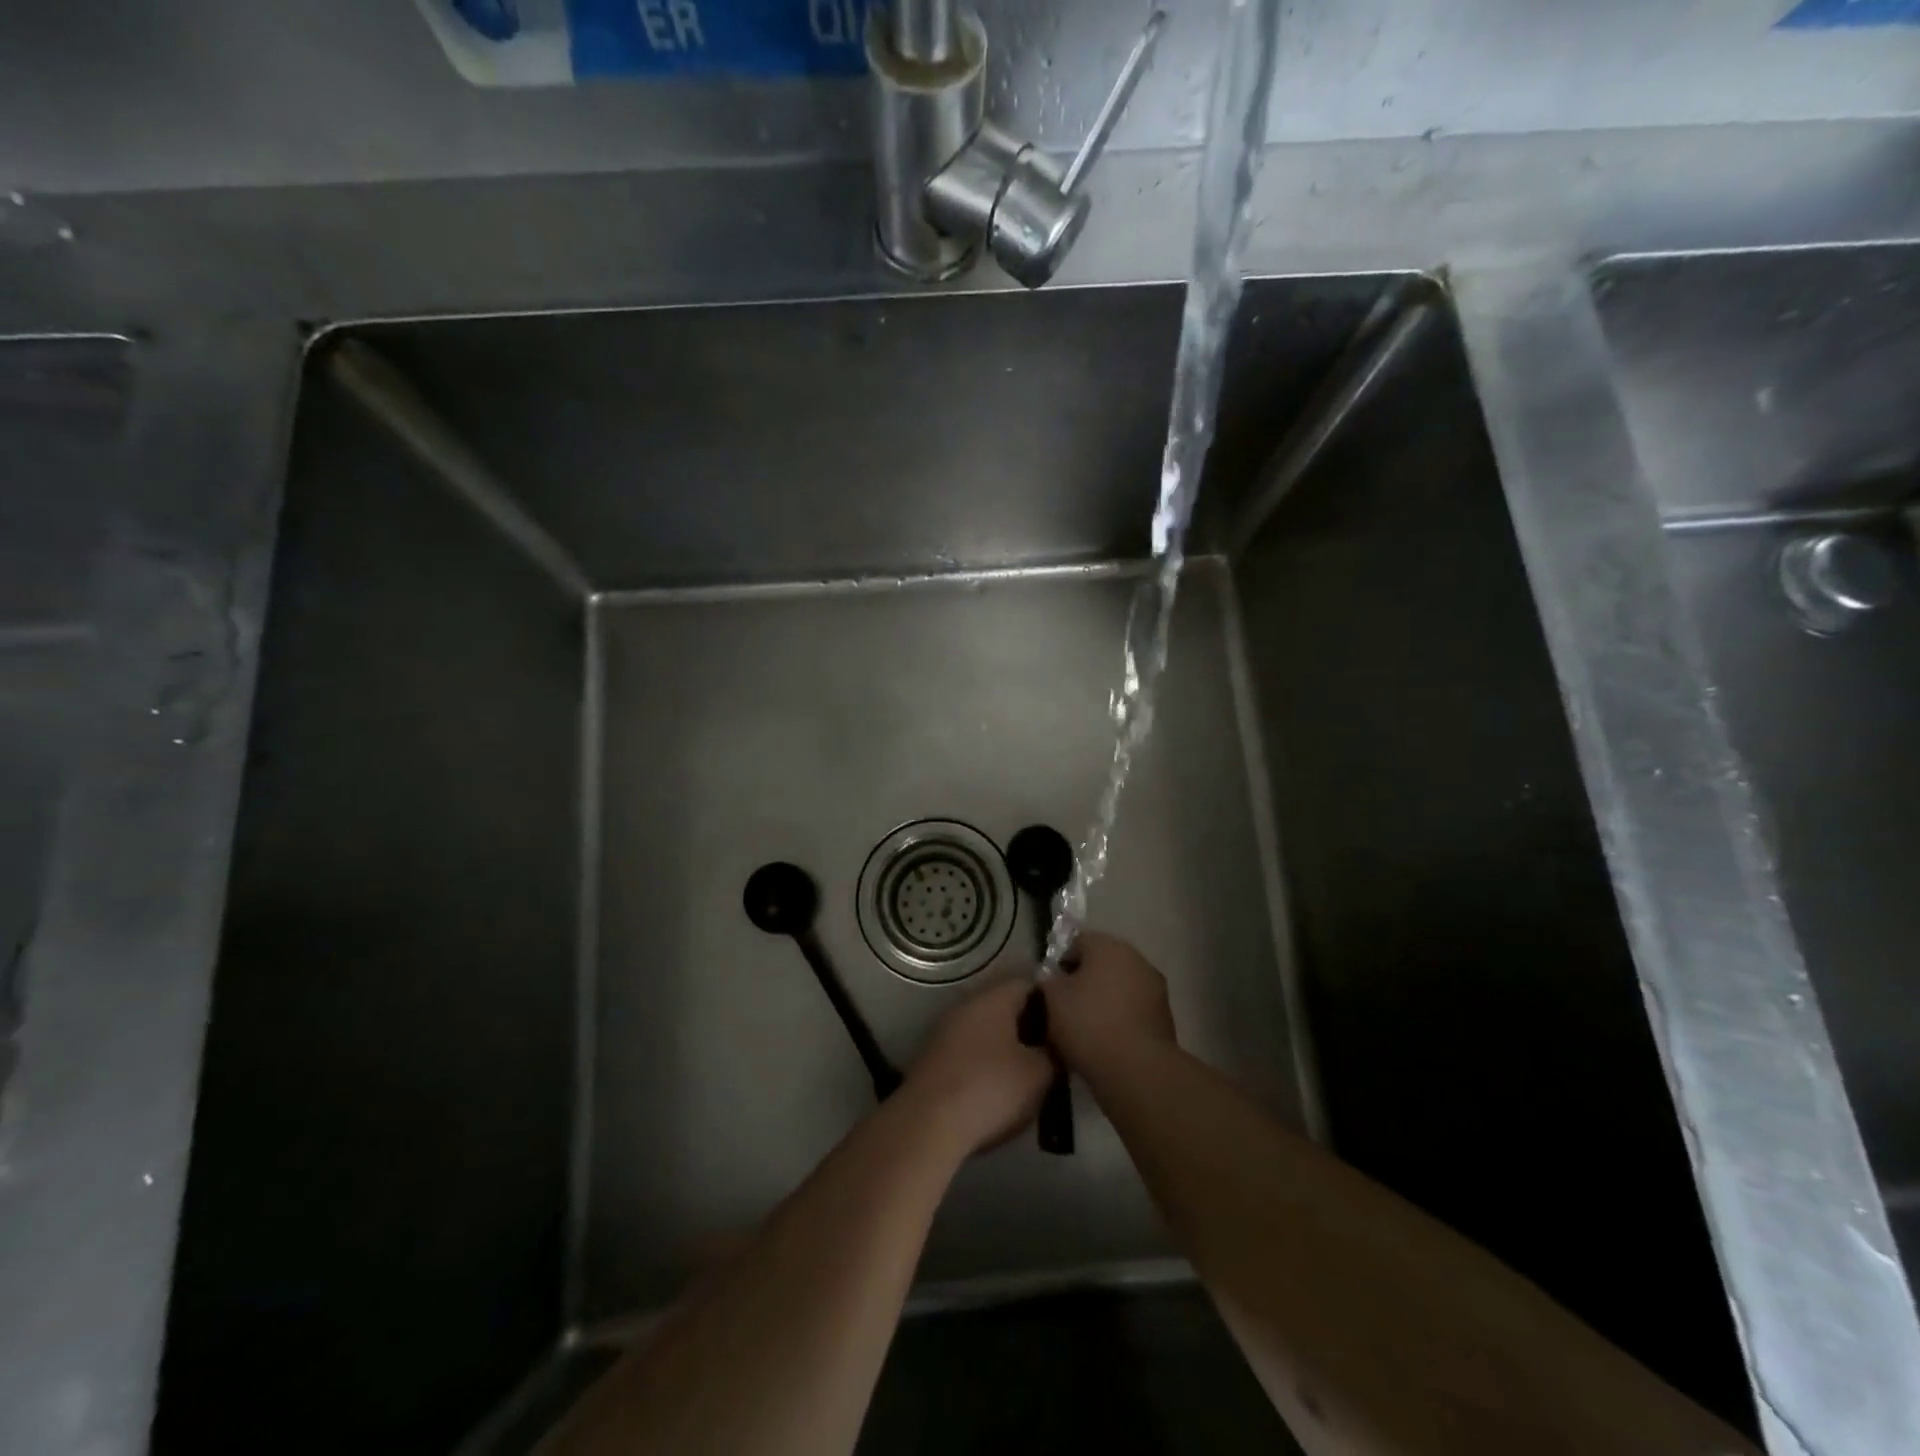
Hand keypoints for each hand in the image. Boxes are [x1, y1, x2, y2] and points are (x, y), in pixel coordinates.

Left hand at [903, 980, 1052, 1156]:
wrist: (928, 1123)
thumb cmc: (990, 1088)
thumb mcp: (1039, 1074)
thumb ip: (1053, 1054)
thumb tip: (1053, 1048)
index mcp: (993, 998)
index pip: (1029, 985)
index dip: (1052, 1004)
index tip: (1067, 1030)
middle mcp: (967, 1005)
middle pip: (1006, 1007)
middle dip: (1029, 1028)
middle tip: (1051, 1055)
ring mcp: (946, 1030)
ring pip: (986, 1031)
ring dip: (1006, 1048)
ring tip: (1028, 1076)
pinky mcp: (934, 1058)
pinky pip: (969, 1052)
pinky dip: (985, 1065)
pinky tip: (997, 1091)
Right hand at [1041, 931, 1176, 1082]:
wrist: (1137, 1069)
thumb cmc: (1088, 1024)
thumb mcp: (1052, 999)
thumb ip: (1048, 981)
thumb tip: (1053, 979)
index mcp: (1107, 945)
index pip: (1077, 943)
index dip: (1061, 964)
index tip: (1051, 989)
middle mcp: (1135, 957)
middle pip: (1102, 963)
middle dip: (1085, 981)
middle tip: (1067, 1008)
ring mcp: (1154, 986)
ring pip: (1120, 986)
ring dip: (1105, 999)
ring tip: (1087, 1028)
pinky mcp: (1165, 1015)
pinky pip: (1134, 1008)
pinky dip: (1121, 1017)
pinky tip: (1108, 1040)